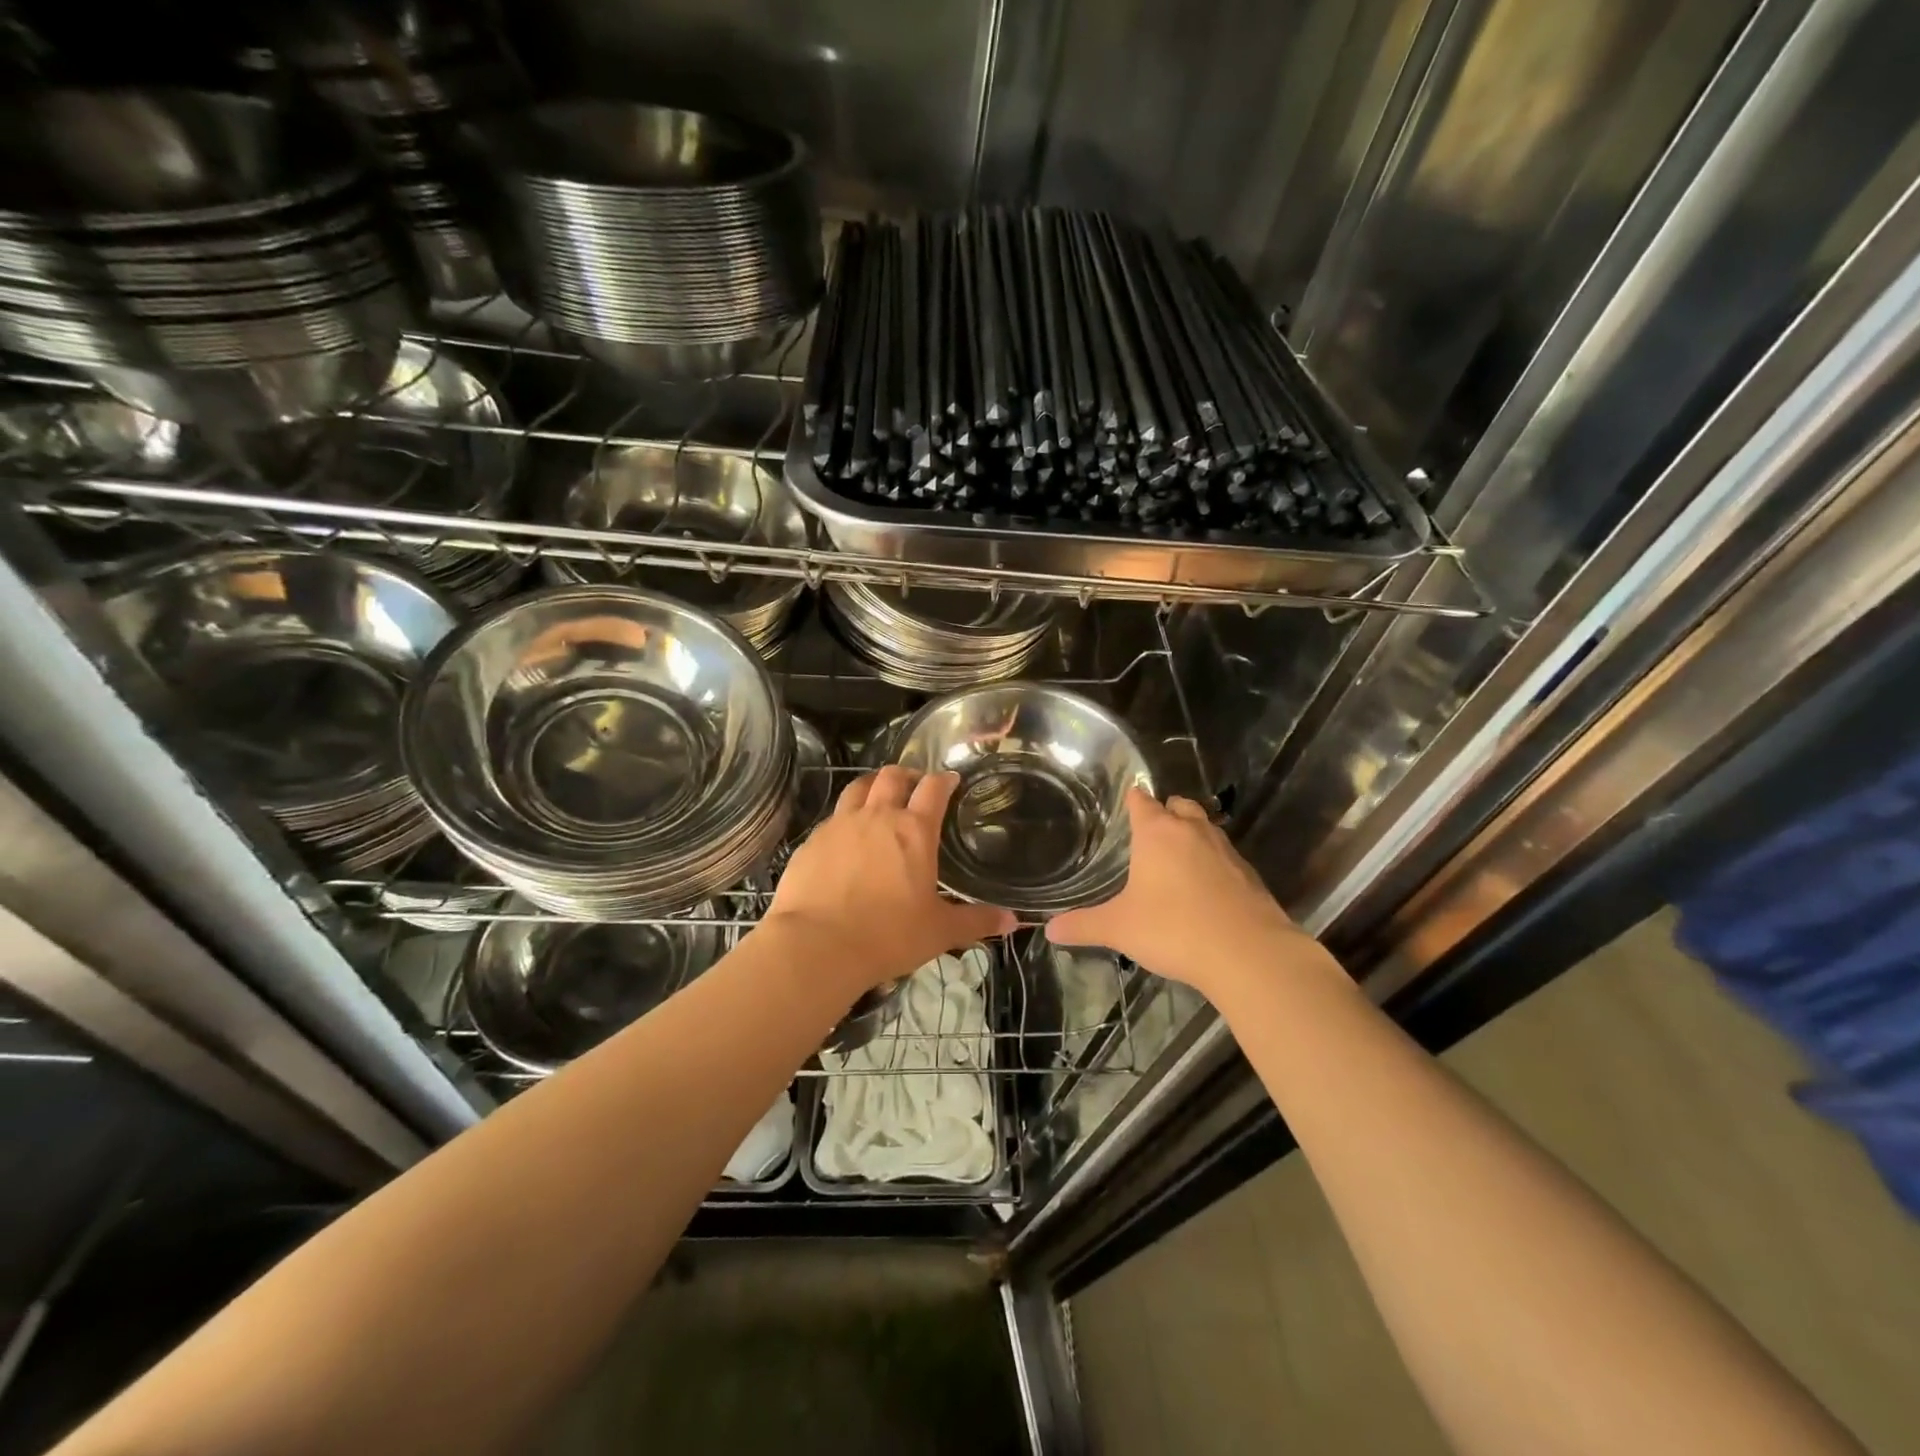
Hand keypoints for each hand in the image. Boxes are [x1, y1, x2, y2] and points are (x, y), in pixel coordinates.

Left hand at [765, 765, 1014, 994]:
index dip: (944, 780)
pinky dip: (845, 817)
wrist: (816, 946)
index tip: (950, 780)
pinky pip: (832, 817)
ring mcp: (840, 825)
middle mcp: (877, 816)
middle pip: (892, 776)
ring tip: (878, 797)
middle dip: (907, 775)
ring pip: (857, 787)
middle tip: (914, 787)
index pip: (933, 788)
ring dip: (872, 786)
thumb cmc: (888, 936)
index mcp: (914, 830)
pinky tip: (847, 837)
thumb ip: (976, 921)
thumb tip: (1012, 921)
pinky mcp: (812, 841)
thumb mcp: (940, 932)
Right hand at [1047, 789, 1326, 998]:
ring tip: (1176, 859)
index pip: (1142, 801)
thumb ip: (1083, 926)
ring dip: (1191, 836)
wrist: (1248, 954)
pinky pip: (1225, 857)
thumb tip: (1049, 930)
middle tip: (1149, 832)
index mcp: (1158, 833)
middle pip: (1179, 806)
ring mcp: (1226, 851)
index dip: (1132, 800)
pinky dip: (1213, 863)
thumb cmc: (1174, 929)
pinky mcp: (1249, 875)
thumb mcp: (1119, 929)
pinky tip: (1204, 889)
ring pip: (1205, 828)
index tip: (1125, 802)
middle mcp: (1193, 831)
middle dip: (1165, 812)